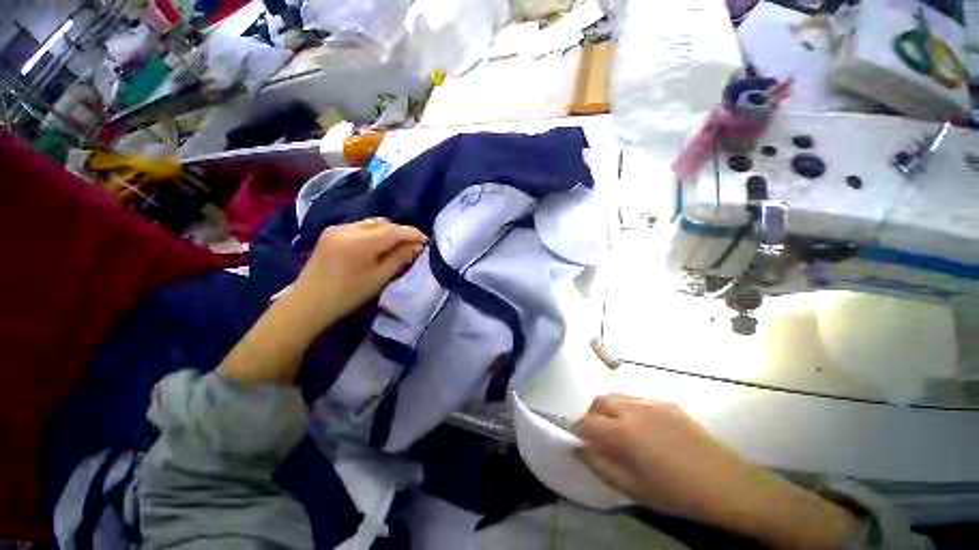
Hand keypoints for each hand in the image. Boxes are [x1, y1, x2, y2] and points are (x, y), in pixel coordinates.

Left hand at [217, 219, 425, 385]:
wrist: (308, 302)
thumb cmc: (348, 294)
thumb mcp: (379, 278)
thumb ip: (399, 258)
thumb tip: (416, 247)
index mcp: (361, 242)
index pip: (394, 230)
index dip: (413, 234)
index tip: (425, 241)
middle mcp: (349, 228)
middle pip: (383, 223)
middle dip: (400, 232)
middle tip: (411, 246)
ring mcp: (337, 228)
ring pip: (371, 223)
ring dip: (386, 232)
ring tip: (395, 246)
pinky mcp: (331, 232)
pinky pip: (359, 227)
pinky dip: (372, 233)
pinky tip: (375, 246)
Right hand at [575, 394, 753, 520]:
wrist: (727, 484)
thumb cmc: (677, 493)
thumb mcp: (633, 489)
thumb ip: (600, 466)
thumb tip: (579, 450)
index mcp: (623, 432)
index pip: (587, 422)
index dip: (579, 432)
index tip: (581, 444)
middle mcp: (633, 409)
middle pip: (599, 402)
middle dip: (592, 416)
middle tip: (600, 437)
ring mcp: (650, 402)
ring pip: (616, 397)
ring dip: (609, 410)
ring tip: (620, 432)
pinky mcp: (666, 402)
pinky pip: (636, 400)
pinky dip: (628, 409)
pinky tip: (644, 430)